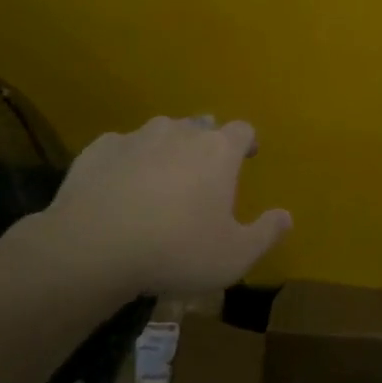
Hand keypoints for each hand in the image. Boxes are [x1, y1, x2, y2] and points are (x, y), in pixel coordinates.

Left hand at [15, 117, 291, 299]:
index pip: (242, 130)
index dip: (247, 141)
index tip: (247, 156)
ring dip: (167, 148)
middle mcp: (180, 133)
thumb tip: (286, 216)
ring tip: (162, 177)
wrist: (94, 246)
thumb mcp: (234, 256)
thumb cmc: (177, 250)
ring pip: (160, 132)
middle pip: (201, 126)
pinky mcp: (98, 149)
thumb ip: (266, 233)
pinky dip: (127, 160)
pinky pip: (121, 147)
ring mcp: (136, 137)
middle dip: (206, 143)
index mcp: (218, 151)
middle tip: (204, 172)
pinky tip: (120, 185)